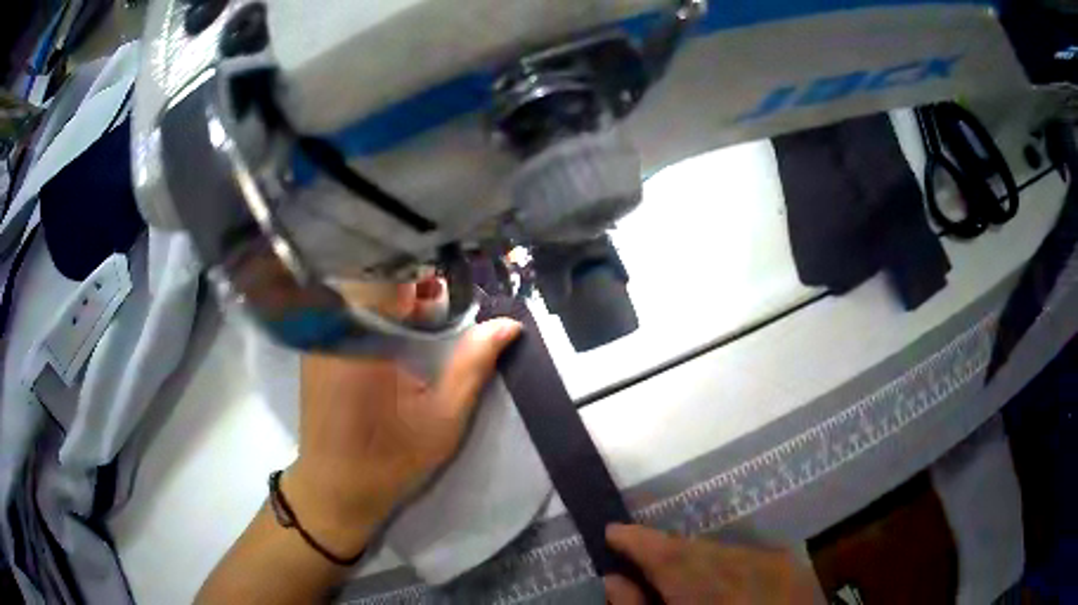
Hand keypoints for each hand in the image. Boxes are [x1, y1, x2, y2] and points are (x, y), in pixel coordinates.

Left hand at [281, 279, 520, 557]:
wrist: (336, 488)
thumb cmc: (390, 459)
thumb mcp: (443, 417)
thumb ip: (473, 364)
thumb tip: (509, 324)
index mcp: (363, 336)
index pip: (392, 271)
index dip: (427, 270)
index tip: (453, 287)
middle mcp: (334, 325)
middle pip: (375, 274)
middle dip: (413, 285)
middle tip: (441, 312)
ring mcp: (320, 334)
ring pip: (360, 289)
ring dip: (393, 297)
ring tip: (421, 324)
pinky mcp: (316, 346)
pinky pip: (347, 309)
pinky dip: (375, 312)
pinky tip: (394, 338)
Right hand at [604, 524, 817, 604]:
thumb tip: (614, 580)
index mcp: (709, 592)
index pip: (667, 556)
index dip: (638, 540)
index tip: (612, 532)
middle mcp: (747, 569)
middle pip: (695, 550)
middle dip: (664, 550)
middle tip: (636, 553)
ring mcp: (776, 565)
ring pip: (722, 549)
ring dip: (694, 557)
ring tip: (674, 571)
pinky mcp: (794, 569)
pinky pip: (748, 555)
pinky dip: (724, 562)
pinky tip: (717, 580)